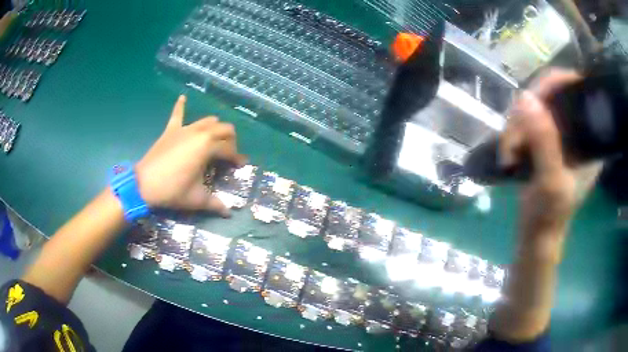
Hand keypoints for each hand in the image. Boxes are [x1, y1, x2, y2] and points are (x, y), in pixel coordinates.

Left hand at [135, 95, 245, 215]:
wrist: (145, 184)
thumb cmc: (173, 190)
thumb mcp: (197, 199)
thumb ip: (215, 204)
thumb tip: (229, 213)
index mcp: (208, 147)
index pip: (230, 150)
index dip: (237, 158)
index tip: (240, 166)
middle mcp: (200, 133)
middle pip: (224, 128)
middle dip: (231, 140)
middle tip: (228, 154)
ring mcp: (184, 129)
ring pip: (207, 120)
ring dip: (215, 127)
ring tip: (214, 139)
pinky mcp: (171, 130)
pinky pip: (177, 113)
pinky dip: (181, 105)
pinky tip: (183, 97)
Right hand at [500, 69, 601, 259]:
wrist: (536, 233)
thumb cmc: (550, 214)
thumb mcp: (551, 180)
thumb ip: (544, 141)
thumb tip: (525, 98)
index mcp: (590, 137)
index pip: (576, 90)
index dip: (556, 83)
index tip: (535, 97)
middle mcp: (576, 129)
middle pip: (551, 94)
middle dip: (529, 111)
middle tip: (515, 136)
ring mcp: (560, 133)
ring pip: (534, 106)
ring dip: (516, 126)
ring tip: (509, 152)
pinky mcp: (545, 140)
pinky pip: (526, 120)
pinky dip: (513, 133)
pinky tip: (509, 152)